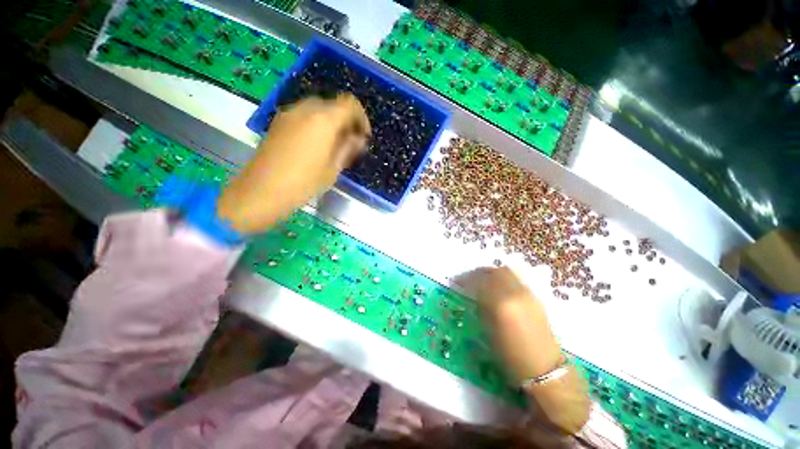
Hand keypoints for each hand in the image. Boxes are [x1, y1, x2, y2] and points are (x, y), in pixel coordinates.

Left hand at [218, 95, 370, 233]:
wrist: (262, 190)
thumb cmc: (304, 183)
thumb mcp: (334, 169)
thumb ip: (348, 148)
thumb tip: (359, 139)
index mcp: (324, 120)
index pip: (350, 103)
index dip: (361, 118)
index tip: (363, 137)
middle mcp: (306, 109)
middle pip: (333, 105)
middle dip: (346, 121)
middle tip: (349, 143)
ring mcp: (289, 113)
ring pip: (318, 109)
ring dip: (331, 122)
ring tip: (332, 145)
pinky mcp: (278, 121)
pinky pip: (303, 115)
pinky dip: (315, 124)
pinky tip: (314, 145)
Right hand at [457, 267, 589, 433]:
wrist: (544, 370)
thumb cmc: (510, 357)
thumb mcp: (488, 332)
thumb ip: (481, 307)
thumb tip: (474, 294)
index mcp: (501, 304)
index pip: (480, 280)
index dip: (467, 279)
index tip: (459, 282)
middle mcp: (516, 293)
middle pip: (496, 271)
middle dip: (481, 273)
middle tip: (471, 280)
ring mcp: (528, 294)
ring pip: (507, 273)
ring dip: (493, 274)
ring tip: (485, 283)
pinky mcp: (536, 298)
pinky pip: (516, 280)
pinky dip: (504, 279)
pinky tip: (500, 291)